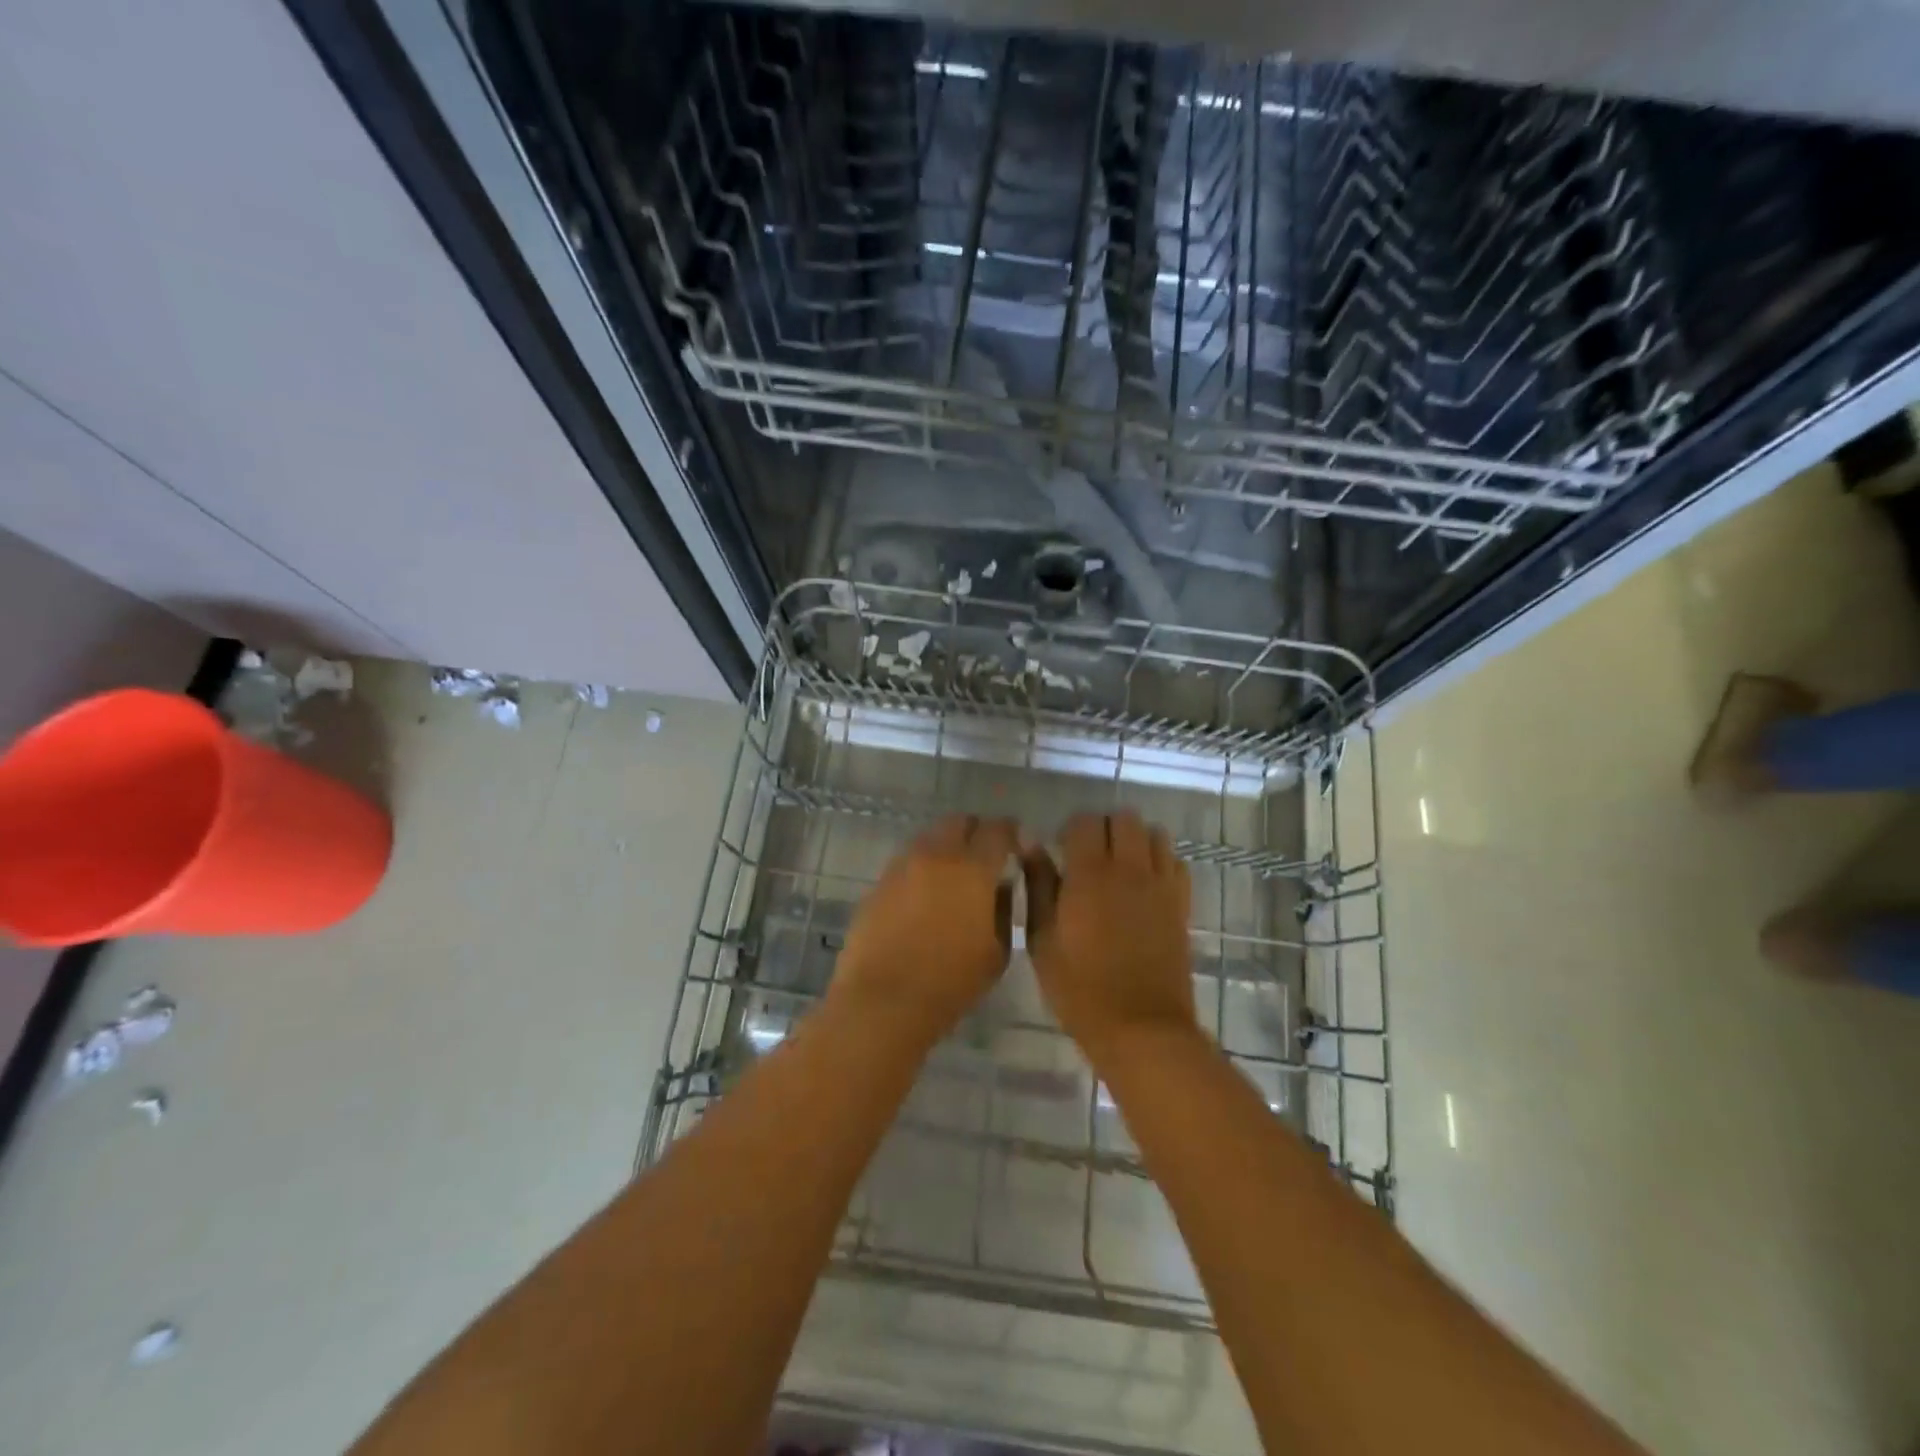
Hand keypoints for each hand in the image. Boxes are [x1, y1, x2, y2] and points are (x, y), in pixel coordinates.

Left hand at [830, 815, 1018, 1047]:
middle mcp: (937, 855)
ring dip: (946, 848)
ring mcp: (903, 865)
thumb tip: (1001, 886)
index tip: (1016, 847)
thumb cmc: (951, 983)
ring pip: (930, 838)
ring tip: (952, 878)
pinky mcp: (879, 882)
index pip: (998, 830)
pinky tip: (924, 896)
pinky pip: (907, 862)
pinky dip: (922, 869)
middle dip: (975, 833)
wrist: (884, 1000)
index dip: (1011, 833)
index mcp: (973, 868)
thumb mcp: (998, 952)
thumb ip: (1005, 909)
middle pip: (959, 822)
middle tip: (984, 857)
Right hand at [1023, 810, 1195, 1054]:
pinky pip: (1176, 863)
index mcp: (1089, 874)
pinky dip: (1160, 862)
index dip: (1070, 830)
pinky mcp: (1181, 904)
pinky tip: (1145, 885)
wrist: (1141, 1028)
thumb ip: (1038, 887)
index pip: (1085, 822)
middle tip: (1089, 855)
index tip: (1060, 851)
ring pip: (1155, 834)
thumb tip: (1033, 846)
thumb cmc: (1080, 989)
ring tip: (1120, 865)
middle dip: (1105, 827)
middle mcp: (1130, 869)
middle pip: (1124, 818)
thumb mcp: (1042, 941)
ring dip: (1135, 840)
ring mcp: (1161, 885)